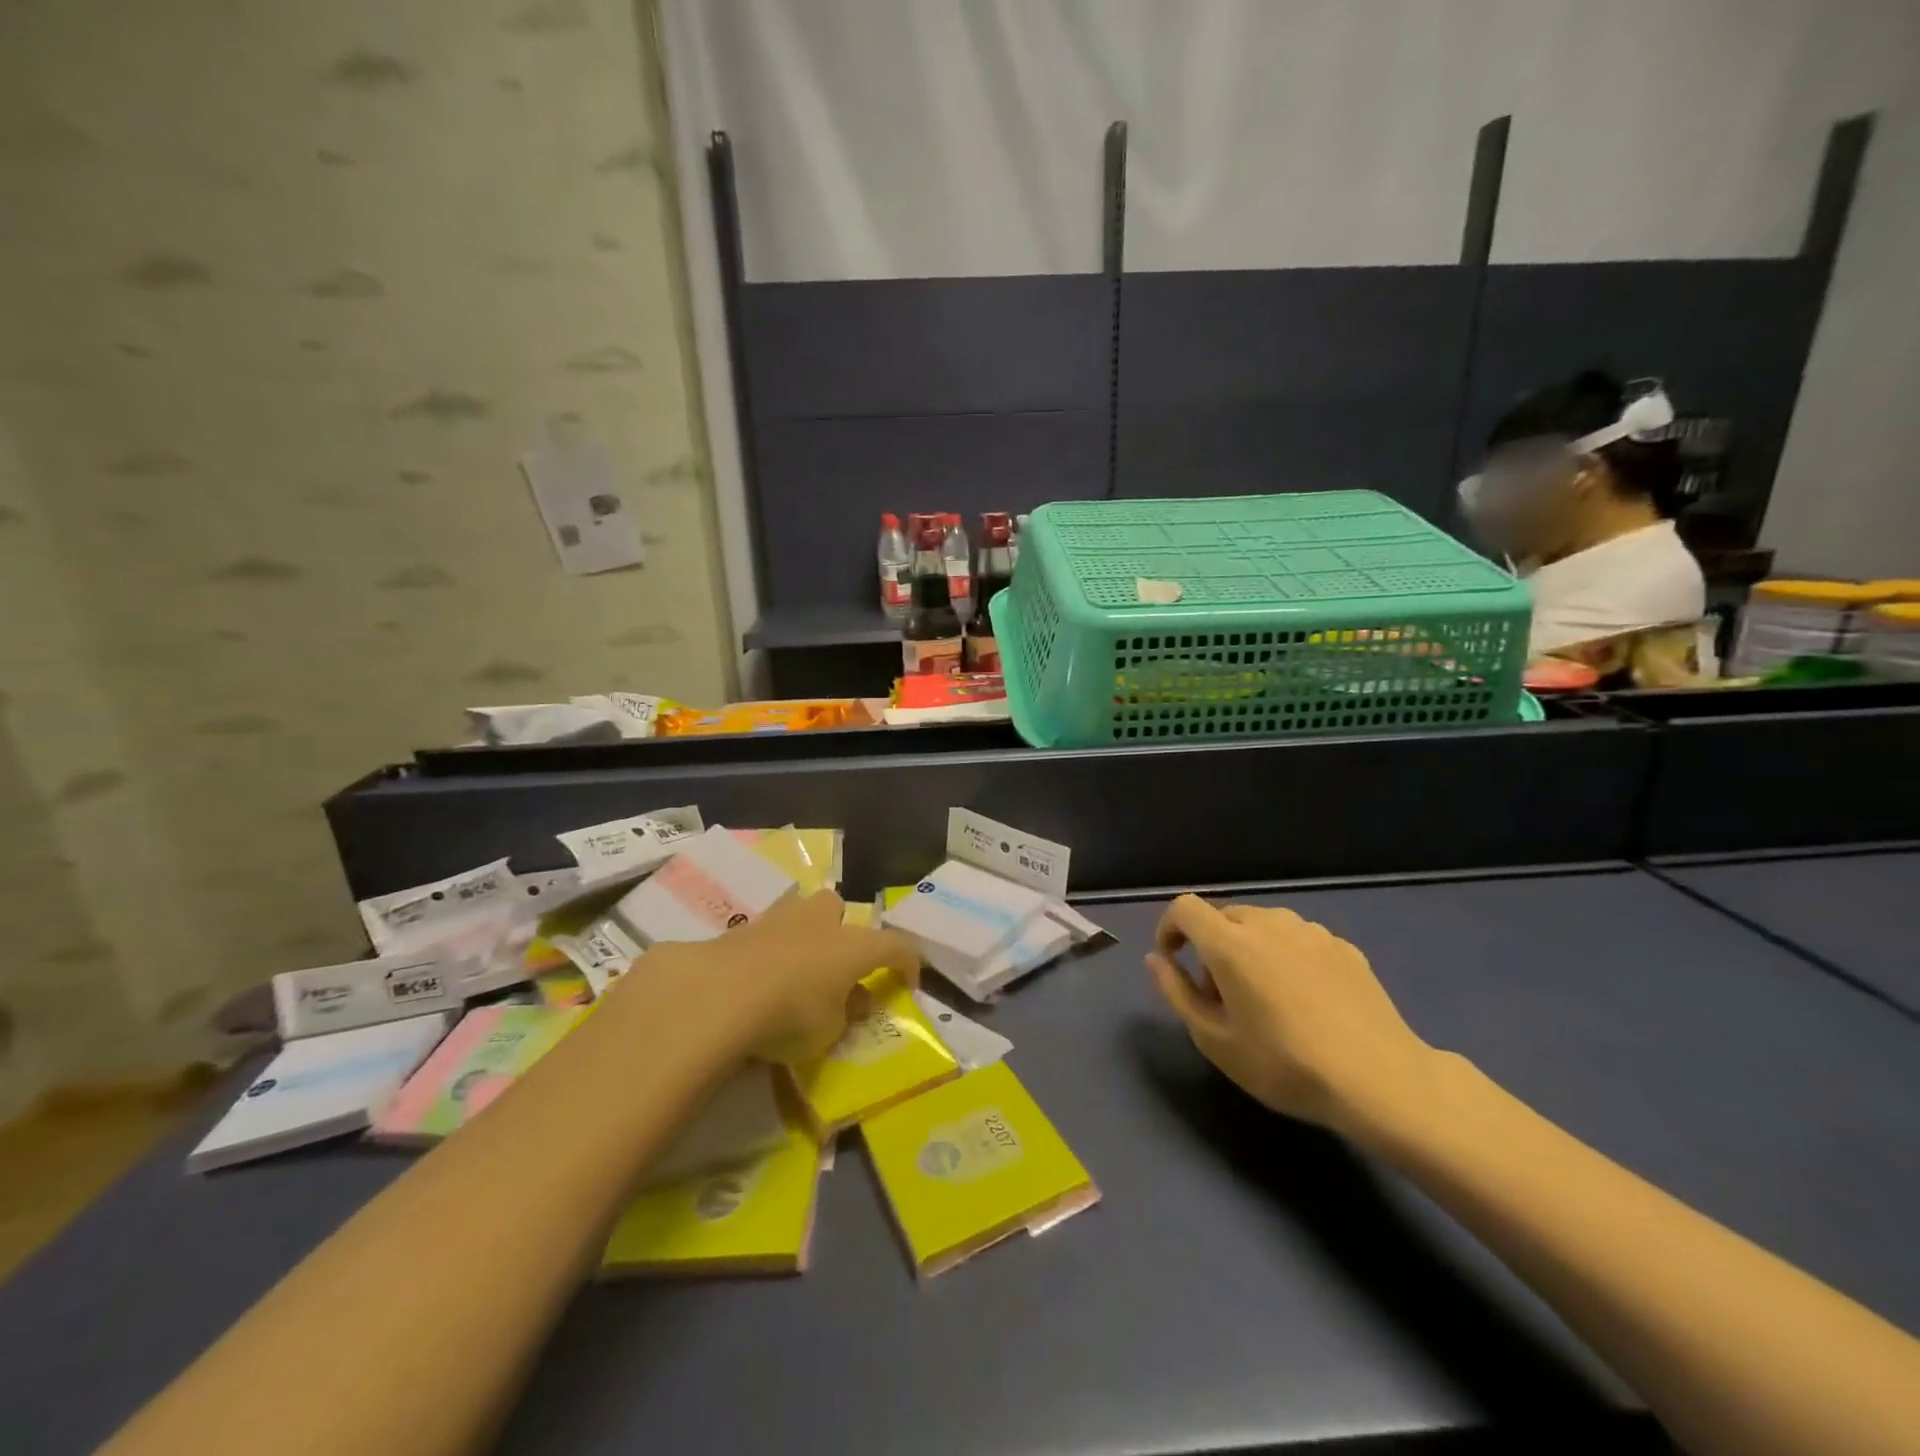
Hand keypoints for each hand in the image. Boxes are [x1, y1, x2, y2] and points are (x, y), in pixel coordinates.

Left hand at [670, 890, 922, 1063]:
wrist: (719, 995)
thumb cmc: (790, 1014)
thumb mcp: (829, 1031)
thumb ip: (845, 1012)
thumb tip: (853, 1002)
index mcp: (853, 945)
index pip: (894, 945)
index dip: (907, 962)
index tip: (908, 983)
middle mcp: (819, 923)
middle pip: (837, 907)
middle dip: (839, 928)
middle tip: (834, 963)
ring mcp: (777, 920)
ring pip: (797, 911)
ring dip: (800, 933)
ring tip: (791, 967)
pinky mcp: (738, 930)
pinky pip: (762, 934)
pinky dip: (764, 952)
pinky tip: (755, 979)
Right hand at [1145, 894, 1437, 1133]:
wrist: (1382, 1081)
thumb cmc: (1286, 1064)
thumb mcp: (1215, 1040)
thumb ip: (1177, 992)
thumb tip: (1157, 958)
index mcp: (1231, 942)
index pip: (1185, 908)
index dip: (1170, 928)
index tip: (1174, 962)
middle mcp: (1269, 923)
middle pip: (1224, 917)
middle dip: (1211, 948)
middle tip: (1222, 998)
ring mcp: (1311, 931)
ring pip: (1263, 927)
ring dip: (1249, 950)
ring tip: (1266, 1000)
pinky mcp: (1344, 947)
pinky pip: (1298, 941)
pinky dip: (1286, 958)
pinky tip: (1307, 1002)